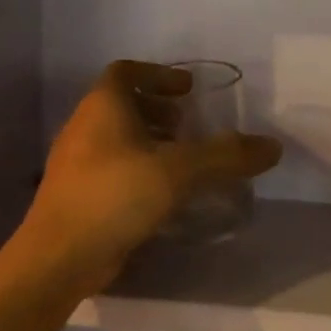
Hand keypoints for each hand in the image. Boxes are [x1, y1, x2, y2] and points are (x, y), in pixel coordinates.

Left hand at [14, 61, 281, 302]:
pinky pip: (113, 168)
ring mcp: (77, 163)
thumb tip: (273, 146)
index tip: (188, 89)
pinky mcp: (78, 195)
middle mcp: (84, 127)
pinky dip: (140, 168)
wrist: (57, 259)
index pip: (126, 71)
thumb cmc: (114, 196)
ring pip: (117, 138)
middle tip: (188, 125)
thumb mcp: (178, 171)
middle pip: (122, 104)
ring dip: (149, 140)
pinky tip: (164, 195)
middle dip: (158, 109)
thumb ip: (226, 156)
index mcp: (102, 107)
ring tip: (182, 160)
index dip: (158, 74)